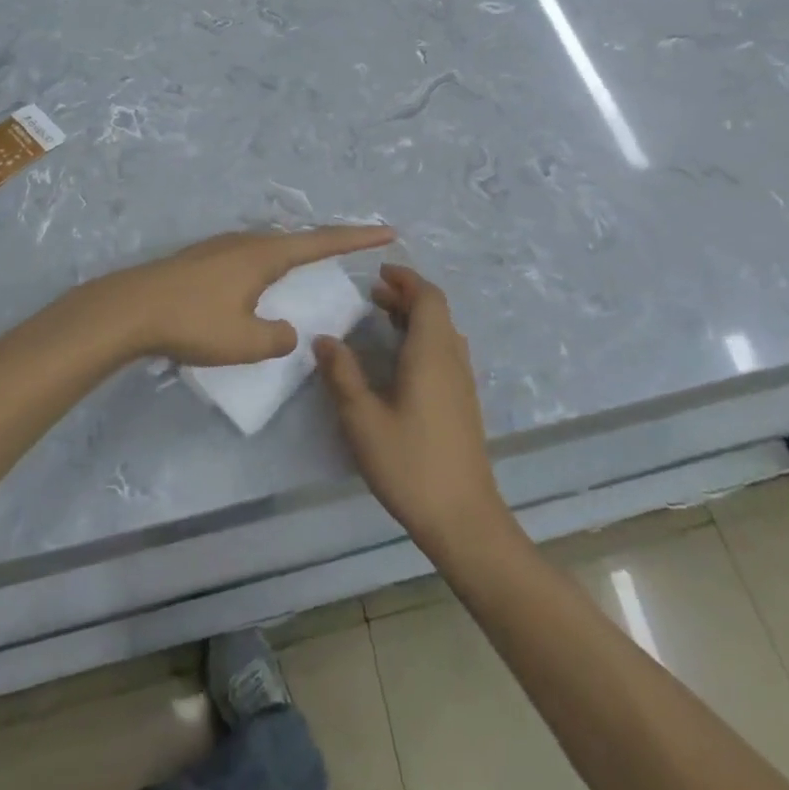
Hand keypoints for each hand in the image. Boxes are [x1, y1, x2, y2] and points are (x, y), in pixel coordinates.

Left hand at [90, 226, 395, 366]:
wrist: (129, 309)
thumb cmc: (193, 322)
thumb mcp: (244, 343)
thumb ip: (277, 339)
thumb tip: (286, 332)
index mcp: (266, 255)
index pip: (323, 242)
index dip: (358, 238)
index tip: (387, 231)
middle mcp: (248, 242)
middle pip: (298, 239)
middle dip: (327, 244)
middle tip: (353, 249)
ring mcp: (222, 246)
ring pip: (270, 246)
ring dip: (294, 255)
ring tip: (309, 267)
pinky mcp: (202, 257)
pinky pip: (249, 256)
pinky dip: (268, 265)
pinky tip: (257, 282)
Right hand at [313, 265, 509, 557]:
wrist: (463, 516)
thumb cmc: (410, 463)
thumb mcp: (363, 420)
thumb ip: (342, 375)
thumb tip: (324, 339)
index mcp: (432, 352)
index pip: (428, 297)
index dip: (406, 279)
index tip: (379, 272)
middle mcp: (452, 358)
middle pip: (436, 311)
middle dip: (406, 296)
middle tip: (372, 295)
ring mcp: (463, 381)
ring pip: (443, 331)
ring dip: (415, 317)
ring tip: (382, 321)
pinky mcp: (464, 401)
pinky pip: (446, 351)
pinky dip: (423, 338)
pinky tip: (401, 361)